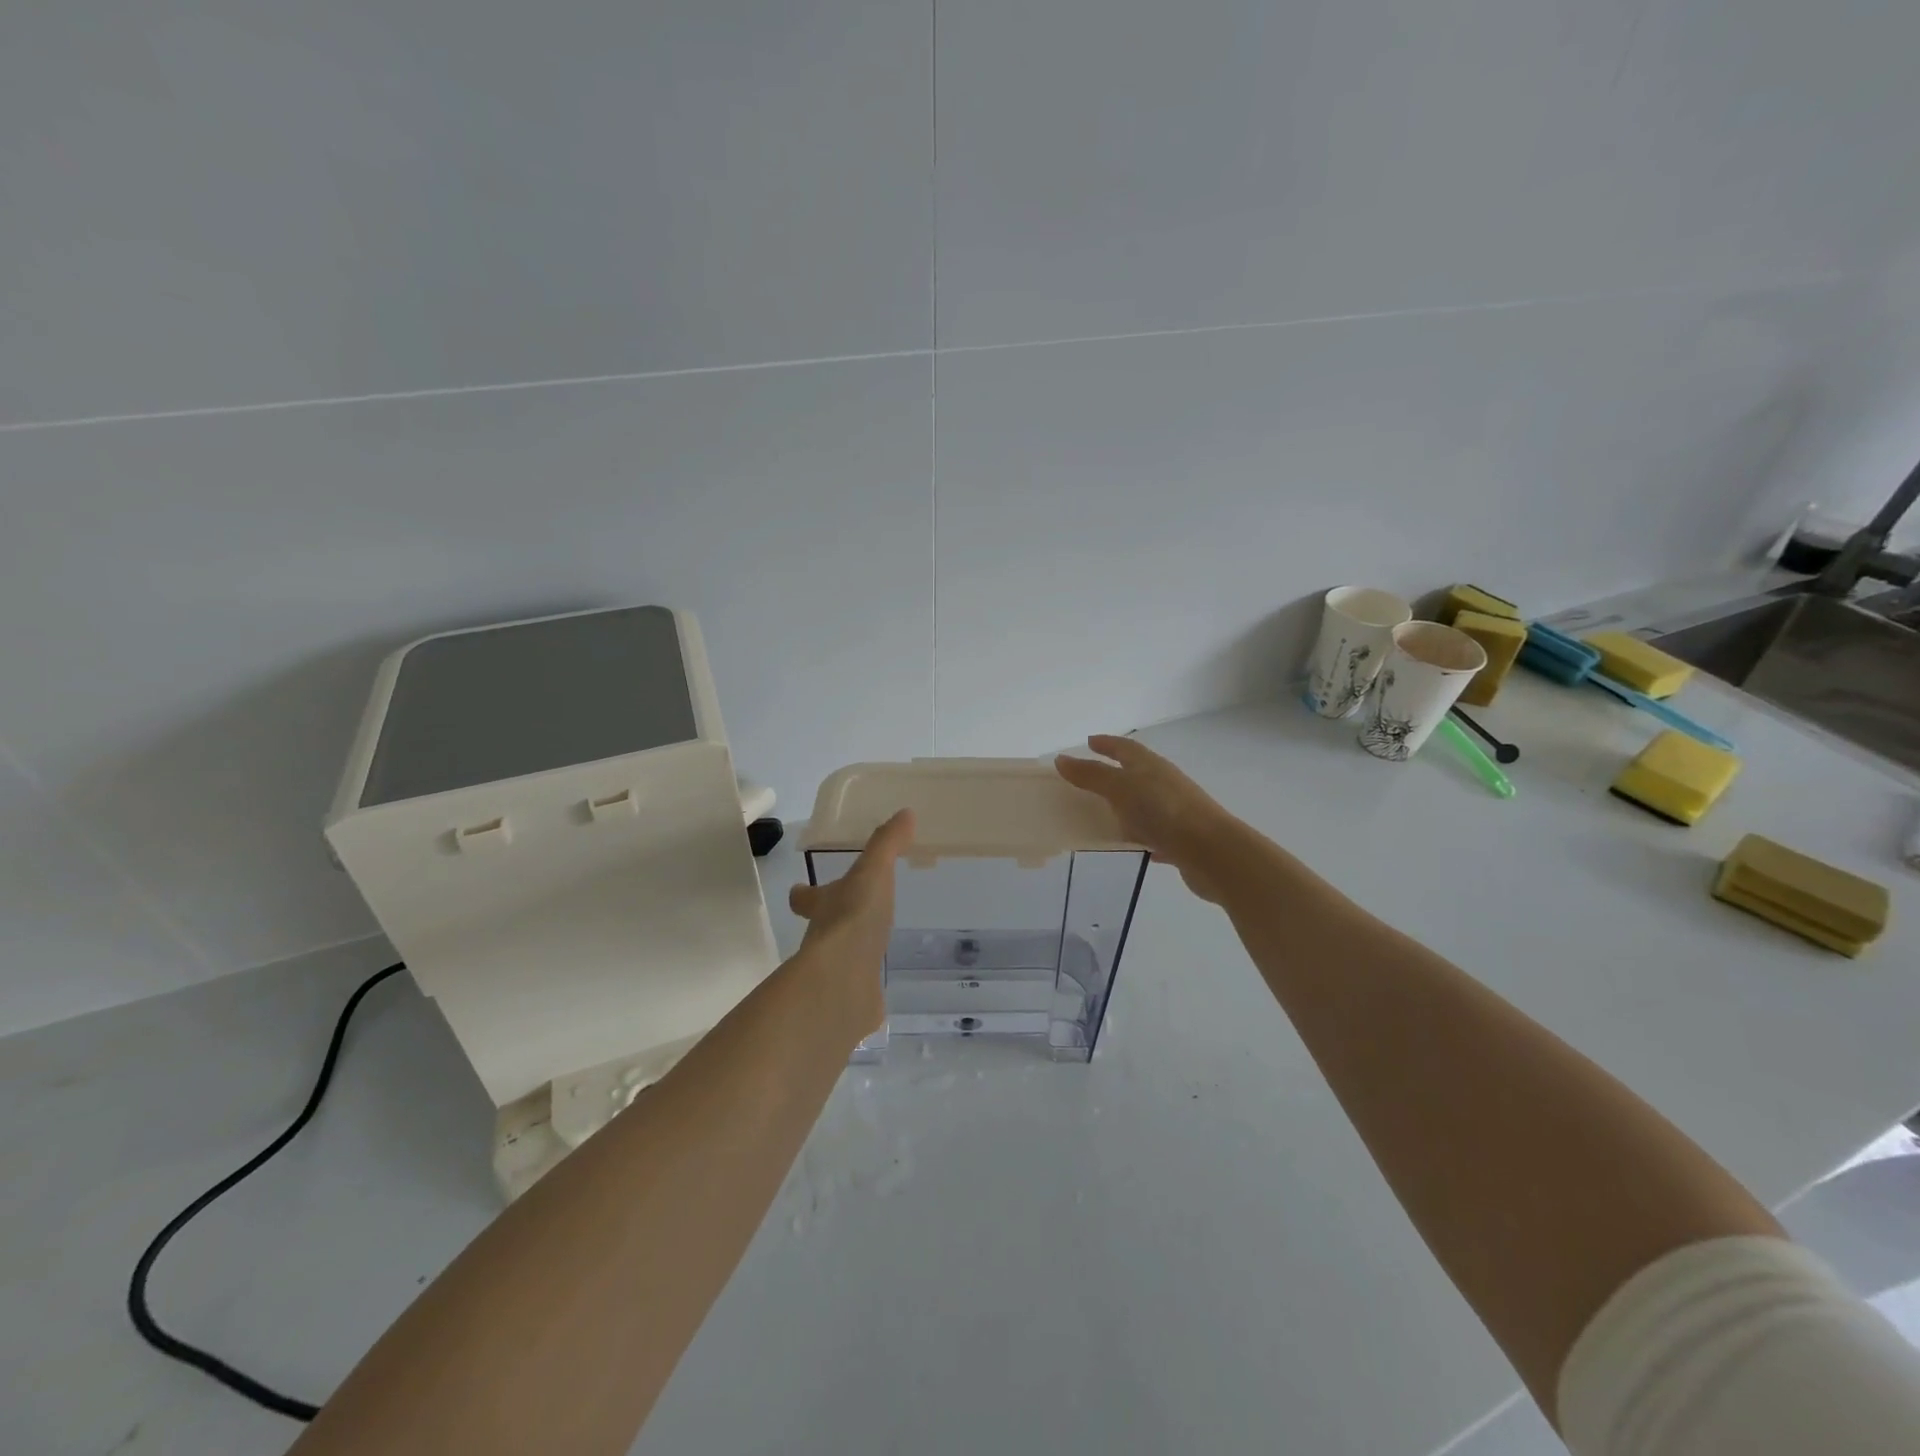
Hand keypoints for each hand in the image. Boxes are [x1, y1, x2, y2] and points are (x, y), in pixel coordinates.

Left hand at [788, 809, 914, 1037]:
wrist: (844, 981)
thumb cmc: (854, 917)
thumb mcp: (873, 872)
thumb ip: (887, 844)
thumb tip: (905, 813)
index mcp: (824, 907)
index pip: (807, 898)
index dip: (804, 894)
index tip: (799, 891)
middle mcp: (823, 940)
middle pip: (821, 929)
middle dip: (830, 923)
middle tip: (846, 918)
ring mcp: (836, 974)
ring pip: (839, 960)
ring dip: (849, 953)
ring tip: (869, 949)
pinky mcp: (851, 1003)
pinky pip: (858, 993)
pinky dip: (864, 991)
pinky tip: (877, 993)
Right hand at [1055, 735, 1237, 902]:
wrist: (1210, 851)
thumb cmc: (1162, 810)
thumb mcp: (1120, 788)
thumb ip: (1092, 775)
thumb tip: (1062, 758)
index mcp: (1150, 766)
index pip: (1125, 747)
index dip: (1107, 743)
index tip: (1089, 742)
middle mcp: (1164, 783)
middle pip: (1135, 773)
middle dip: (1114, 772)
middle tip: (1088, 778)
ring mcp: (1173, 811)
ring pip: (1143, 803)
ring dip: (1124, 805)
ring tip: (1100, 813)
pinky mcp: (1178, 839)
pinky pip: (1151, 832)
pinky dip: (1137, 834)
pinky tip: (1125, 844)